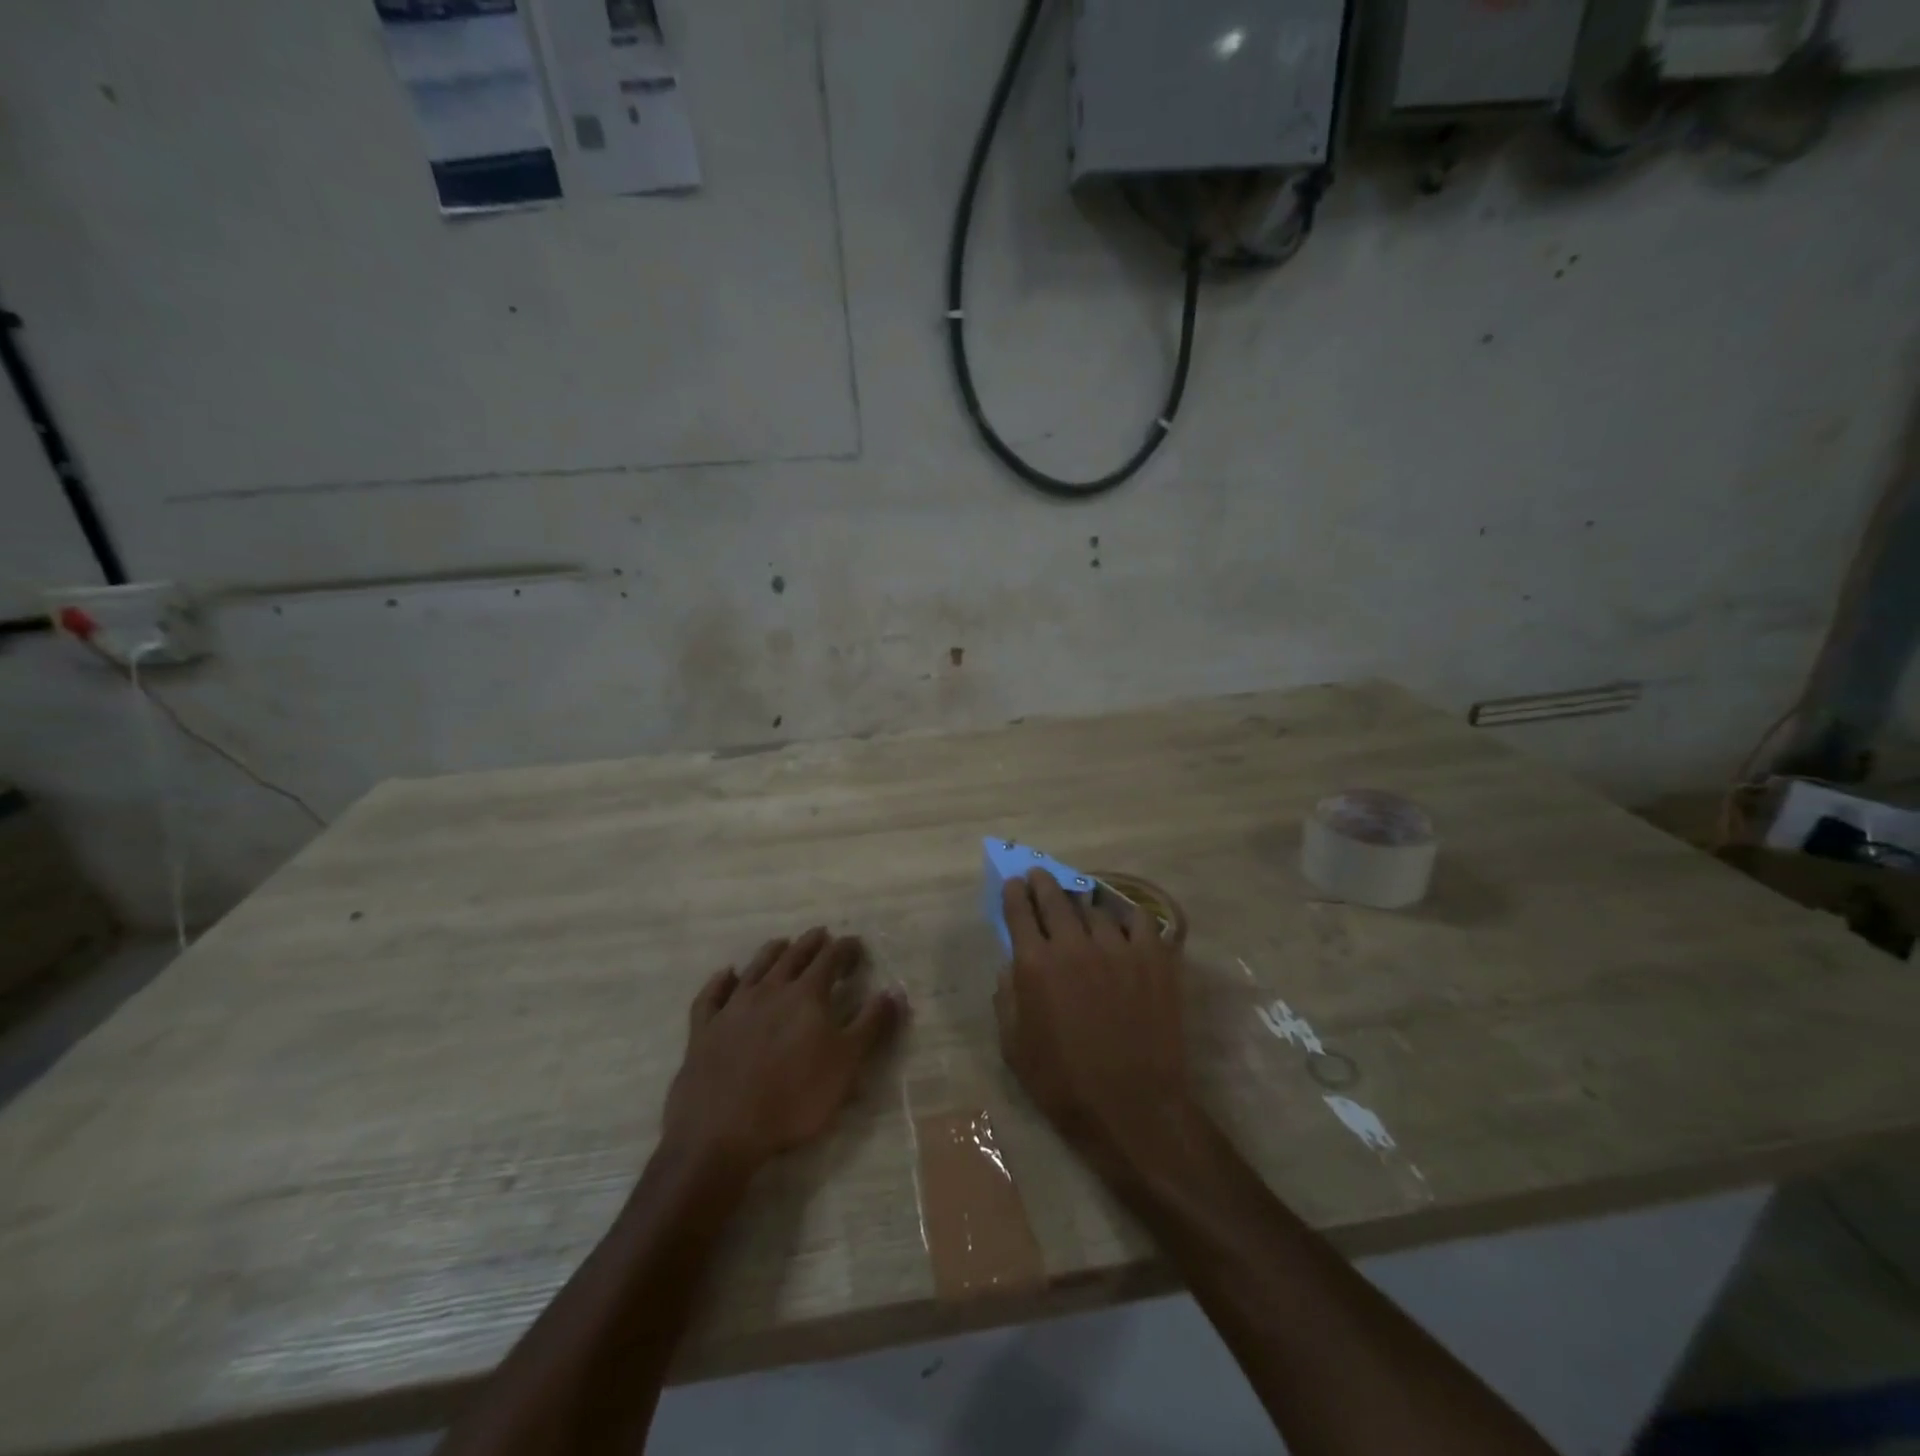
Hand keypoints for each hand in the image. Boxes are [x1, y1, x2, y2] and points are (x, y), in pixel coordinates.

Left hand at [661, 928, 906, 1174]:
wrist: (722, 1132)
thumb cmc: (794, 1099)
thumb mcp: (847, 1064)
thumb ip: (871, 1025)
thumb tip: (894, 991)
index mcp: (806, 995)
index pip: (831, 959)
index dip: (846, 949)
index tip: (856, 945)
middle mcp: (769, 990)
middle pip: (793, 956)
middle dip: (811, 943)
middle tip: (822, 934)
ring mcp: (733, 1007)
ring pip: (755, 968)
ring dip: (771, 952)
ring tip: (782, 942)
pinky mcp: (704, 1029)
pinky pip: (712, 995)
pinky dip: (719, 981)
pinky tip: (726, 974)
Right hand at [995, 870, 1193, 1166]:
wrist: (1132, 1106)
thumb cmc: (1063, 1083)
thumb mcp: (1014, 1046)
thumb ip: (1006, 998)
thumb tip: (1011, 967)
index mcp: (1034, 964)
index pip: (1019, 911)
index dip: (1013, 893)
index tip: (1013, 884)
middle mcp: (1073, 945)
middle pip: (1054, 899)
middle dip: (1042, 883)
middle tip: (1039, 875)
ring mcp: (1117, 947)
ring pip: (1095, 907)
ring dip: (1082, 901)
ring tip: (1080, 900)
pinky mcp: (1153, 957)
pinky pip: (1139, 919)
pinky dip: (1126, 914)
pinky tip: (1122, 918)